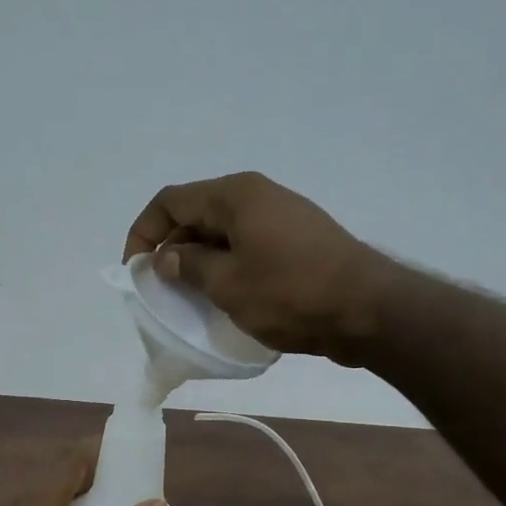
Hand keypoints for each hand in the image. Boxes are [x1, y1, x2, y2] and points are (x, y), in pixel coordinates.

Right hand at [123, 171, 390, 363]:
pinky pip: (246, 246)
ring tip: (189, 298)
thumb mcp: (228, 284)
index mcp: (235, 195)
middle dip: (171, 249)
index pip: (170, 201)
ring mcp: (280, 216)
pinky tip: (226, 297)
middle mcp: (256, 195)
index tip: (135, 270)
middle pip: (195, 214)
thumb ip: (189, 267)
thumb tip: (167, 258)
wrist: (369, 310)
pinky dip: (226, 267)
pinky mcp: (297, 240)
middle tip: (161, 289)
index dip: (143, 232)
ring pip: (221, 232)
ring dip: (199, 261)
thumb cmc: (291, 293)